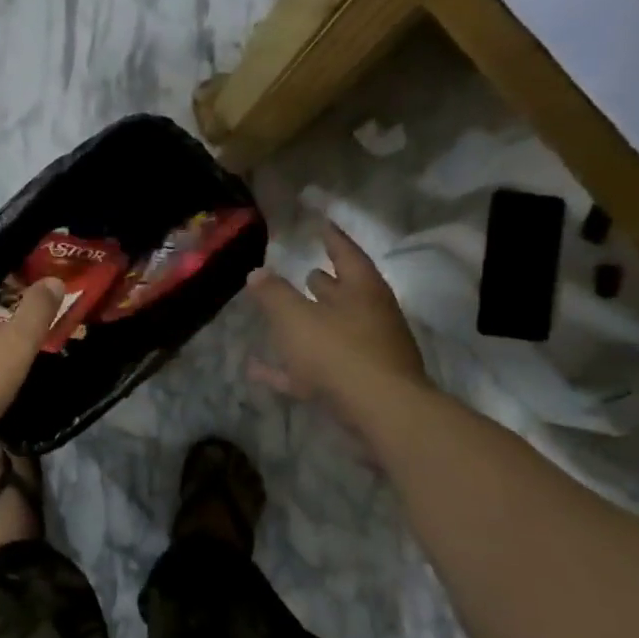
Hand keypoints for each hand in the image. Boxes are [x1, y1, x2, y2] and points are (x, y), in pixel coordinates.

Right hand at [246, 221, 427, 432]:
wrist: (381, 413)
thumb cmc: (339, 352)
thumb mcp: (295, 318)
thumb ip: (274, 294)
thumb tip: (257, 272)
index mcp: (363, 291)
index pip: (347, 254)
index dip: (332, 238)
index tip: (321, 224)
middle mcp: (371, 317)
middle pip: (346, 294)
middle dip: (326, 283)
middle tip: (305, 271)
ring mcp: (369, 352)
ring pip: (333, 331)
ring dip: (309, 323)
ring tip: (281, 317)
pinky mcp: (359, 384)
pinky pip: (318, 369)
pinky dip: (291, 367)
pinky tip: (258, 370)